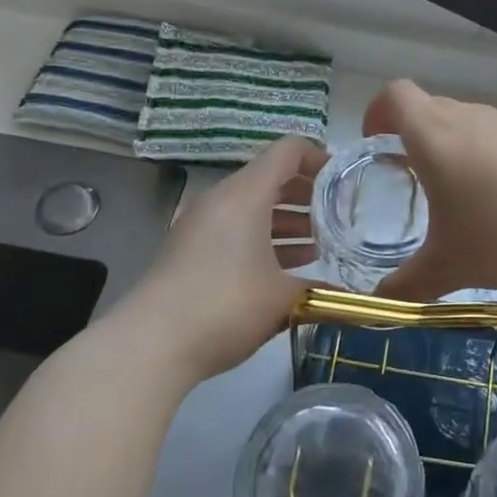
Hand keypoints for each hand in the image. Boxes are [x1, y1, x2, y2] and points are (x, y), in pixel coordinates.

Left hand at [96, 136, 325, 386]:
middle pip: (270, 177)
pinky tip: (284, 266)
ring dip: (285, 218)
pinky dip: (261, 237)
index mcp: (246, 194)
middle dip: (306, 193)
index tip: (343, 181)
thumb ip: (318, 289)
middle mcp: (221, 199)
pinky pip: (234, 228)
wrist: (151, 344)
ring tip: (318, 243)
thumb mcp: (282, 298)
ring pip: (252, 205)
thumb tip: (345, 296)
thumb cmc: (225, 306)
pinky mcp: (189, 249)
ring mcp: (201, 224)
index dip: (319, 158)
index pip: (287, 151)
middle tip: (336, 215)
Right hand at [362, 80, 496, 300]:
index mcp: (435, 135)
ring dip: (451, 149)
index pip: (394, 96)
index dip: (377, 113)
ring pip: (465, 124)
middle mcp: (470, 117)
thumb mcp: (449, 267)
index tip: (374, 145)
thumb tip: (377, 303)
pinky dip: (487, 159)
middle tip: (410, 180)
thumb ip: (406, 284)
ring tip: (458, 198)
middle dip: (411, 137)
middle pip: (428, 108)